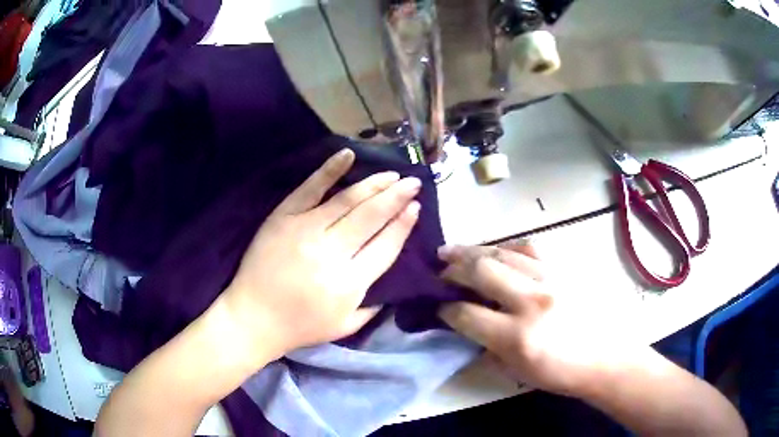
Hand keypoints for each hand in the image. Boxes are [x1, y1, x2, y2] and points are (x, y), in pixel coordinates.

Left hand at [221, 149, 421, 363]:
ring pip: (347, 200)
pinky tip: (349, 155)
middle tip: (413, 182)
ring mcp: (305, 231)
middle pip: (372, 217)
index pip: (386, 245)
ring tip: (392, 174)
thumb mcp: (345, 326)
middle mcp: (332, 253)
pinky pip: (309, 189)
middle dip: (397, 197)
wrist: (252, 318)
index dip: (403, 225)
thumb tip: (392, 281)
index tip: (416, 207)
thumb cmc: (300, 326)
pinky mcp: (283, 218)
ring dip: (374, 184)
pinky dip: (329, 170)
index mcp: (350, 283)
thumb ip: (373, 305)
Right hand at [438, 243, 633, 396]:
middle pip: (481, 271)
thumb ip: (488, 348)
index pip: (467, 314)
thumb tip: (467, 327)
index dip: (445, 309)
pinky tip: (497, 250)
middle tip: (439, 270)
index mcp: (517, 337)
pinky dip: (507, 247)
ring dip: (473, 251)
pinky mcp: (565, 268)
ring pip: (503, 252)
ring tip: (454, 250)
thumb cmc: (562, 374)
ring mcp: (551, 278)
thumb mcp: (518, 372)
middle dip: (453, 269)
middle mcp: (532, 301)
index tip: (438, 307)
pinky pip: (530, 247)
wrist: (607, 357)